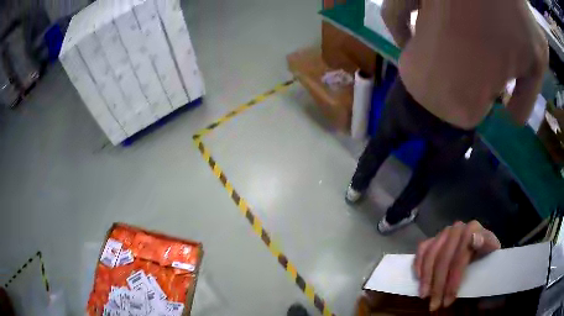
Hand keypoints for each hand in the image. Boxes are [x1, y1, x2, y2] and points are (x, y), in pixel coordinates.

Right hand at [414, 221, 500, 310]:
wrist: (480, 243)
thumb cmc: (485, 252)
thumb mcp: (491, 250)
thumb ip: (486, 245)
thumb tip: (475, 240)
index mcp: (473, 229)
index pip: (461, 256)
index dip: (454, 280)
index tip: (449, 300)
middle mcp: (457, 228)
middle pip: (444, 259)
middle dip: (438, 285)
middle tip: (435, 305)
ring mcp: (443, 232)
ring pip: (430, 256)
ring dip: (426, 279)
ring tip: (425, 296)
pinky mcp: (434, 237)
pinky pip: (422, 250)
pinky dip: (418, 266)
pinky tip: (419, 280)